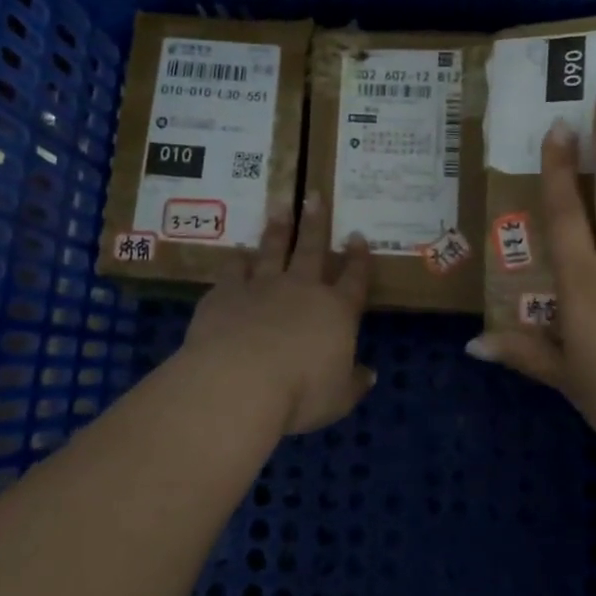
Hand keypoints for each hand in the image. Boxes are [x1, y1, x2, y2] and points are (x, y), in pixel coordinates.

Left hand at [179, 191, 374, 438]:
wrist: (239, 382)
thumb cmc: (299, 393)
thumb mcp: (338, 399)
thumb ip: (354, 384)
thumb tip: (369, 374)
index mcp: (336, 311)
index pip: (354, 278)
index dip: (358, 258)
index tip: (356, 236)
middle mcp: (301, 289)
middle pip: (311, 249)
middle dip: (315, 222)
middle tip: (314, 196)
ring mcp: (261, 286)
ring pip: (272, 249)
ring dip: (277, 228)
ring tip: (278, 205)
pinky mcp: (226, 293)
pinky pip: (233, 269)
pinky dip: (237, 260)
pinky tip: (237, 253)